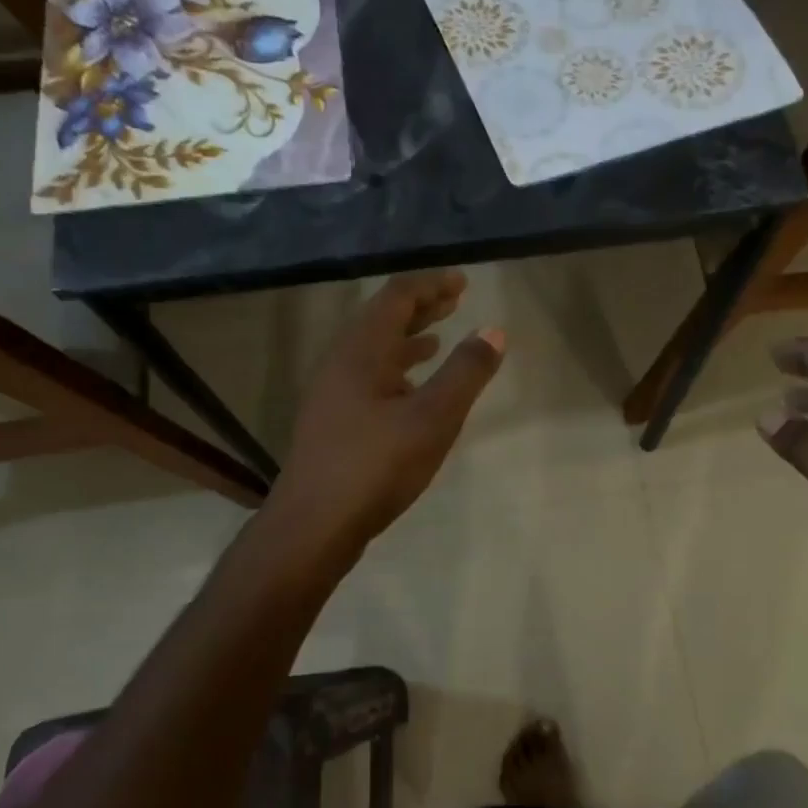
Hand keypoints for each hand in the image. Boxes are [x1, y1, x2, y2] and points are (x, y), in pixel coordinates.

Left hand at [268, 271, 504, 551]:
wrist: (313, 525)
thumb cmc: (376, 466)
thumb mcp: (433, 418)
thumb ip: (465, 373)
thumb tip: (493, 331)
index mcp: (361, 351)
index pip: (397, 298)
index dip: (431, 285)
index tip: (462, 281)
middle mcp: (341, 363)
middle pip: (382, 320)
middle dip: (420, 307)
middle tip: (455, 300)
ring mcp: (332, 394)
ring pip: (374, 352)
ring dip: (407, 340)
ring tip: (438, 339)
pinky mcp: (332, 421)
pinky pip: (368, 378)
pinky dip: (396, 372)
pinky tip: (412, 391)